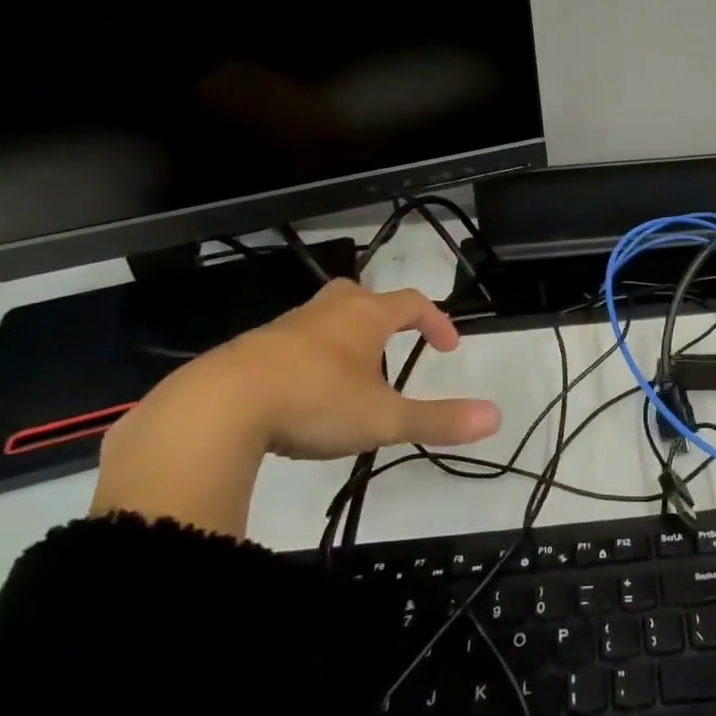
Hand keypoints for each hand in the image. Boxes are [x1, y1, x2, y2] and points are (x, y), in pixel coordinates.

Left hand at [219, 279, 500, 458]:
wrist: (220, 406)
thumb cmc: (316, 401)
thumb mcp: (385, 419)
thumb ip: (439, 420)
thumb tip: (496, 417)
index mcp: (365, 317)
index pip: (412, 304)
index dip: (435, 320)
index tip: (448, 346)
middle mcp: (327, 311)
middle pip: (361, 295)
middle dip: (382, 313)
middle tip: (392, 340)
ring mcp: (284, 327)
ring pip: (322, 317)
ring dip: (342, 335)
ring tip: (349, 372)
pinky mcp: (249, 350)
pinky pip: (289, 342)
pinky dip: (306, 357)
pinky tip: (302, 391)